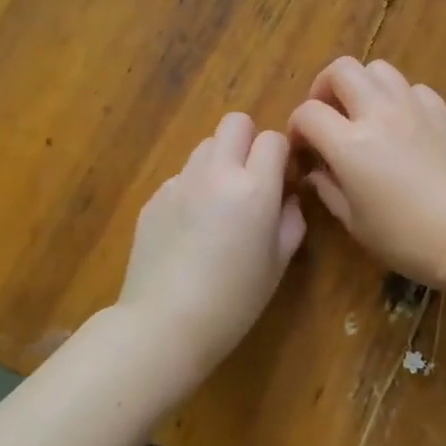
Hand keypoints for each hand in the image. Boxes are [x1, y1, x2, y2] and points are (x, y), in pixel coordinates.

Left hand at [116, 112, 305, 382]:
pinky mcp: (155, 197)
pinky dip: (194, 188)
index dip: (281, 155)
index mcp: (254, 187)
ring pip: (206, 145)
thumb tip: (288, 197)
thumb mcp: (278, 263)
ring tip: (220, 202)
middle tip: (252, 178)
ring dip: (220, 161)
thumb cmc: (234, 300)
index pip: (273, 138)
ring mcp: (180, 182)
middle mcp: (216, 173)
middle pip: (235, 122)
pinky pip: (182, 176)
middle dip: (249, 141)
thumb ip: (291, 220)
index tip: (281, 180)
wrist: (165, 323)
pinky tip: (191, 228)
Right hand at [288, 57, 445, 287]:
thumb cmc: (408, 239)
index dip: (297, 127)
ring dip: (363, 86)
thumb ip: (328, 189)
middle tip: (327, 114)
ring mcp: (415, 108)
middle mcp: (380, 114)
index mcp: (351, 144)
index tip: (303, 147)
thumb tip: (316, 170)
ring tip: (365, 114)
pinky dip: (398, 99)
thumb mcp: (356, 223)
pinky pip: (413, 88)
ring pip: (379, 69)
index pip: (308, 112)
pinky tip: (403, 126)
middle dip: (324, 87)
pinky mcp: (444, 112)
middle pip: (342, 70)